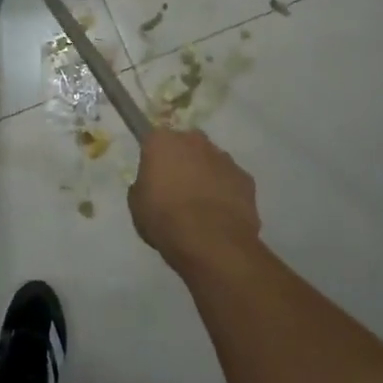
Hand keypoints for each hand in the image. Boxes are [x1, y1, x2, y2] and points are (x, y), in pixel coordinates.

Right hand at [128, 129, 260, 270]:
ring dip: (205, 175)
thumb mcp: (137, 205)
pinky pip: (230, 180)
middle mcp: (194, 140)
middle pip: (186, 145)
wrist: (211, 242)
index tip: (154, 175)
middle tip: (176, 187)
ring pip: (211, 161)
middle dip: (182, 160)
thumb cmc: (164, 219)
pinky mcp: (245, 178)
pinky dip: (226, 191)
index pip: (154, 139)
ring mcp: (224, 158)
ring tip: (201, 205)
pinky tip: (220, 214)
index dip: (154, 157)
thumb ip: (143, 186)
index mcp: (162, 141)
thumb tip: (151, 185)